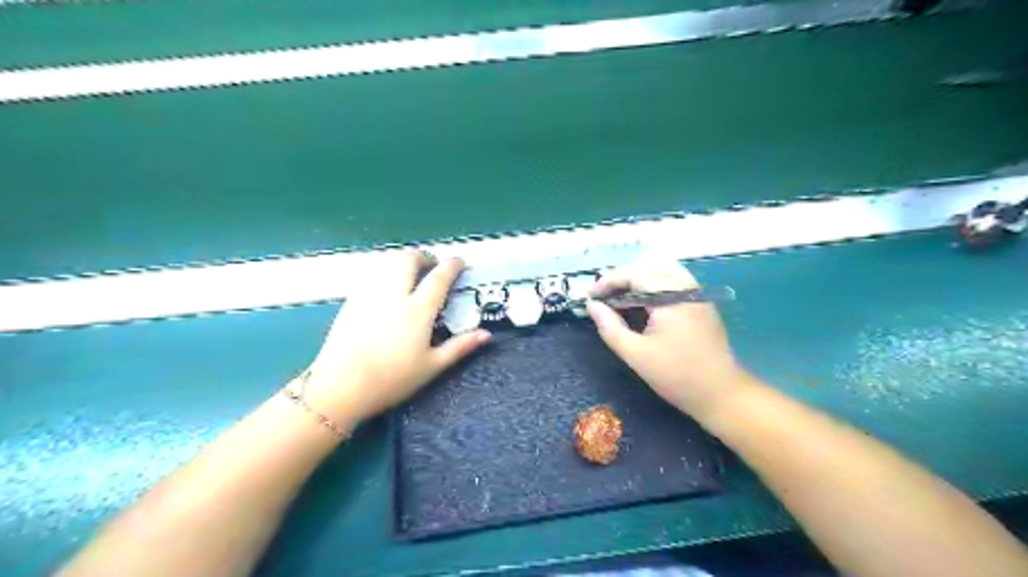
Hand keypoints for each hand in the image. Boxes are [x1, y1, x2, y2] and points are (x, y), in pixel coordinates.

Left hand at [302, 249, 487, 425]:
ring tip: (411, 274)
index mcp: (418, 310)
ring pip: (388, 263)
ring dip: (403, 262)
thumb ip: (460, 347)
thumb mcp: (431, 366)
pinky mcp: (352, 301)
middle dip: (424, 256)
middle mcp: (394, 294)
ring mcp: (370, 294)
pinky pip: (373, 275)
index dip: (452, 265)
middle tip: (432, 266)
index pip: (439, 277)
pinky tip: (387, 288)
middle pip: (409, 259)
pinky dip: (385, 272)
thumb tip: (487, 334)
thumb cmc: (391, 379)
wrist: (340, 386)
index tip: (459, 261)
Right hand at [585, 259, 747, 414]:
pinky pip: (674, 282)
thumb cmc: (677, 377)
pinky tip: (642, 306)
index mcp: (671, 298)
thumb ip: (610, 327)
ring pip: (663, 271)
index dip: (608, 281)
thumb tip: (592, 306)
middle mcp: (687, 288)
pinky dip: (653, 286)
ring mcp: (697, 294)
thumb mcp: (636, 354)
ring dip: (638, 280)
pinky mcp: (701, 303)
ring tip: (620, 299)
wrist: (722, 395)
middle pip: (649, 266)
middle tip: (603, 297)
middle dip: (622, 278)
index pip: (634, 274)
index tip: (590, 296)